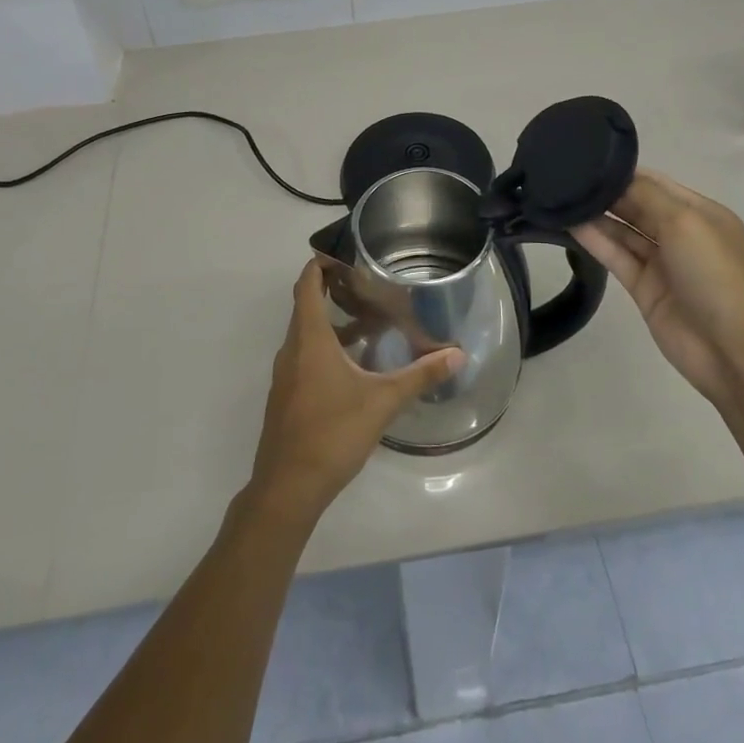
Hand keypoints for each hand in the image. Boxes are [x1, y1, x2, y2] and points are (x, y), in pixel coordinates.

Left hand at [248, 260, 466, 525]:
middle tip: (367, 284)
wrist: (287, 488)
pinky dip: (326, 348)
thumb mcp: (382, 402)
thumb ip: (420, 375)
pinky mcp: (287, 396)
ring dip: (332, 324)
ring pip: (307, 335)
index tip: (343, 253)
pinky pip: (305, 357)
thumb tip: (458, 355)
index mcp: (309, 339)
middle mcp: (292, 349)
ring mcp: (285, 375)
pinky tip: (355, 366)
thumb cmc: (332, 434)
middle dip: (332, 291)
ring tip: (368, 323)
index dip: (319, 264)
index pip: (306, 285)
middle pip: (306, 307)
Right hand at [573, 170, 743, 408]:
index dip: (625, 173)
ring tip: (562, 199)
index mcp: (701, 213)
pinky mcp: (644, 287)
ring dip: (596, 216)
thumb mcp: (685, 222)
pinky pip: (616, 256)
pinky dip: (595, 241)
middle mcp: (681, 234)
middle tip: (567, 178)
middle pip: (638, 206)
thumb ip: (647, 195)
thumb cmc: (713, 274)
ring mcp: (662, 262)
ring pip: (623, 232)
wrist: (730, 349)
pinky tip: (570, 225)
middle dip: (607, 193)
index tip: (588, 161)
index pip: (656, 184)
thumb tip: (615, 176)